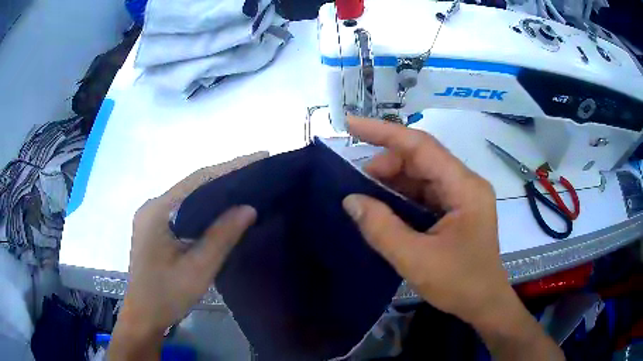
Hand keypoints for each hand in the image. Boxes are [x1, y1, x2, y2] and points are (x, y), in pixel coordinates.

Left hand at [108, 152, 266, 359]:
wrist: (143, 316)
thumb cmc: (167, 296)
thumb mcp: (197, 269)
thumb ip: (221, 237)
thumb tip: (248, 208)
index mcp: (157, 211)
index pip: (198, 180)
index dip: (230, 167)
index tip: (259, 157)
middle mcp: (152, 207)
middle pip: (192, 185)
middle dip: (225, 176)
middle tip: (257, 171)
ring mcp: (152, 217)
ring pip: (188, 197)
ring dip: (215, 191)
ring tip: (246, 186)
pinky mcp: (155, 228)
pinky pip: (183, 209)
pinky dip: (204, 207)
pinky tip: (221, 210)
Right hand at [342, 117, 562, 359]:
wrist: (484, 304)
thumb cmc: (459, 284)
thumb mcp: (416, 260)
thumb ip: (381, 228)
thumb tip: (351, 200)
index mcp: (464, 188)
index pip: (421, 146)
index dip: (384, 132)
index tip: (351, 124)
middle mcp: (466, 184)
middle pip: (421, 159)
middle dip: (387, 166)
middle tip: (359, 185)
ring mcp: (462, 196)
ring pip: (422, 175)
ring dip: (393, 182)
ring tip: (368, 196)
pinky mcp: (456, 209)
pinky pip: (425, 193)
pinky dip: (403, 197)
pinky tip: (385, 207)